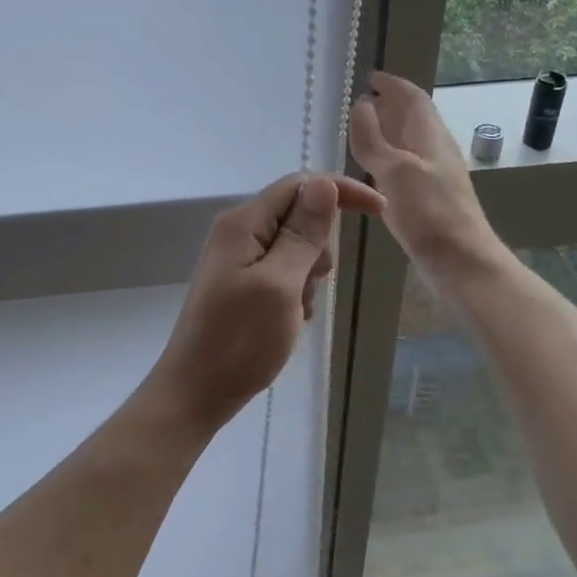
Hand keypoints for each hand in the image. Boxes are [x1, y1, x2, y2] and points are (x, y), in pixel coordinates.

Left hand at [146, 172, 384, 431]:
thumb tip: (324, 184)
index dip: (340, 192)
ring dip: (308, 276)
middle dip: (319, 248)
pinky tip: (289, 321)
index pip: (300, 185)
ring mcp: (238, 259)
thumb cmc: (239, 341)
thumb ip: (303, 234)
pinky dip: (295, 293)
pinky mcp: (241, 284)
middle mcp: (238, 233)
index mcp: (243, 223)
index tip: (380, 211)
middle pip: (299, 216)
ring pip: (295, 248)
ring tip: (295, 311)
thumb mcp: (280, 285)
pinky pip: (283, 273)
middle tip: (308, 286)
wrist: (196, 392)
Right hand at [348, 71, 499, 271]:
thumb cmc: (429, 213)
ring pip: (409, 143)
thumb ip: (373, 139)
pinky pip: (405, 168)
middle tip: (361, 102)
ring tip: (361, 133)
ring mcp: (433, 176)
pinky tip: (373, 173)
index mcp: (430, 136)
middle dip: (389, 106)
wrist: (461, 263)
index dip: (393, 85)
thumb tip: (361, 105)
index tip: (369, 77)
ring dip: (388, 132)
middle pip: (413, 118)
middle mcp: (434, 150)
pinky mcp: (428, 200)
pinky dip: (388, 159)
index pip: (413, 98)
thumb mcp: (395, 170)